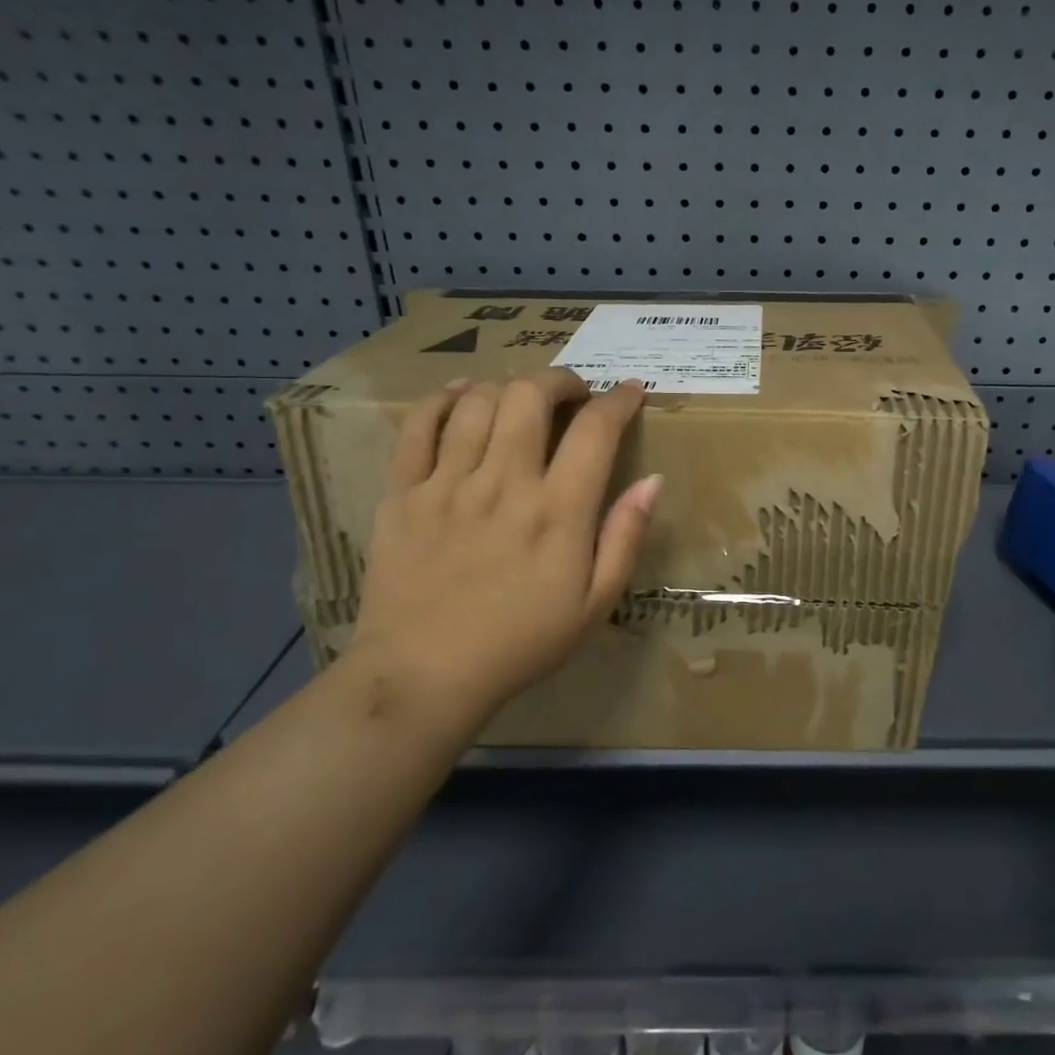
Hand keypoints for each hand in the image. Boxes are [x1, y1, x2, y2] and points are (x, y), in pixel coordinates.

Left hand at [346, 369, 660, 720]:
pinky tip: (460, 396)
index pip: (595, 429)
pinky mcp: (402, 493)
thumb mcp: (595, 604)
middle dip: (560, 379)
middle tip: (572, 394)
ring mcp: (447, 484)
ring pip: (477, 401)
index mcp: (557, 511)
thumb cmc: (521, 643)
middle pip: (530, 395)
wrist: (423, 675)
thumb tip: (652, 481)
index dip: (619, 400)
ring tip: (520, 399)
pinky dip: (441, 400)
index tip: (631, 392)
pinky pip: (417, 426)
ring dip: (507, 386)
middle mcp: (503, 483)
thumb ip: (625, 538)